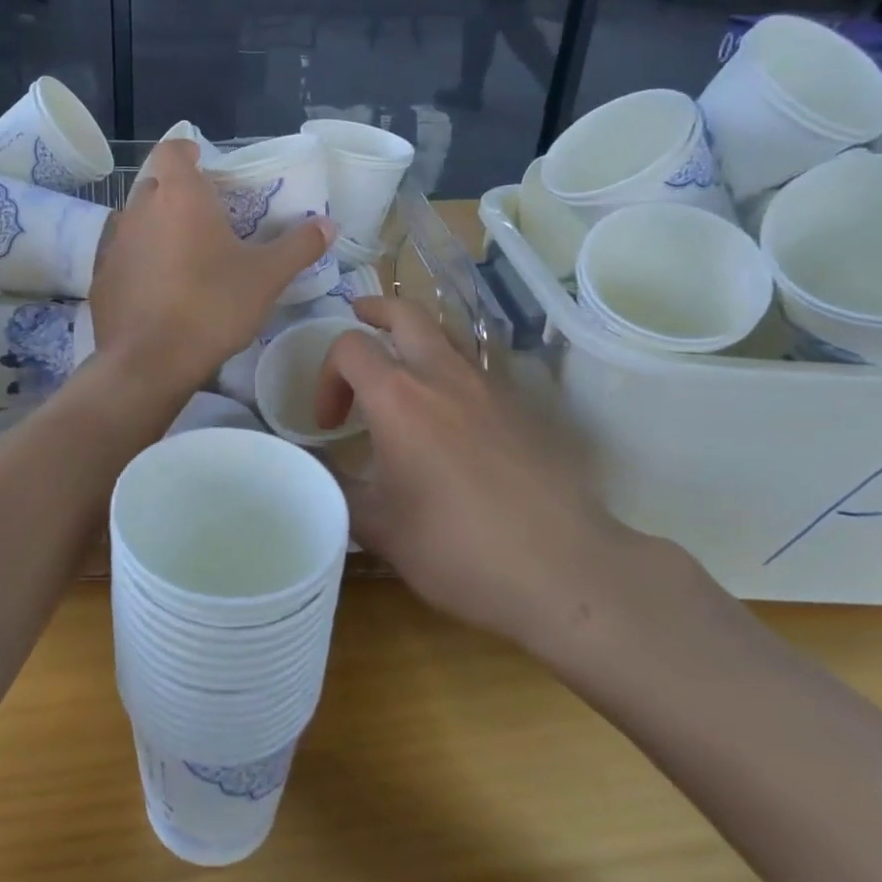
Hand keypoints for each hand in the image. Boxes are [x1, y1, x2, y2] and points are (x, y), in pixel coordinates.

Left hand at [90, 139, 331, 395]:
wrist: (149, 362)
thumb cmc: (211, 307)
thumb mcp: (266, 277)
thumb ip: (298, 246)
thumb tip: (327, 224)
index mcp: (180, 196)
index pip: (173, 149)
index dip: (188, 151)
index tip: (206, 166)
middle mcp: (140, 209)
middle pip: (155, 184)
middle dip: (177, 193)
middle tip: (206, 216)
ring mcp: (115, 243)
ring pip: (137, 220)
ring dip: (158, 227)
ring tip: (185, 254)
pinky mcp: (101, 277)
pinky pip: (123, 255)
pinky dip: (140, 261)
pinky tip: (159, 288)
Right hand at [315, 296, 653, 661]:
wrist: (562, 570)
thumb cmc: (458, 548)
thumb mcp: (379, 529)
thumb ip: (338, 491)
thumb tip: (319, 475)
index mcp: (398, 397)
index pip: (349, 347)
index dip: (327, 376)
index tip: (329, 423)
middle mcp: (442, 376)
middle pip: (406, 312)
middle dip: (375, 311)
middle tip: (358, 319)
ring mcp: (489, 387)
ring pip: (446, 334)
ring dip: (416, 337)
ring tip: (401, 364)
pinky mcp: (522, 408)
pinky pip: (476, 369)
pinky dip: (450, 371)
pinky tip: (450, 415)